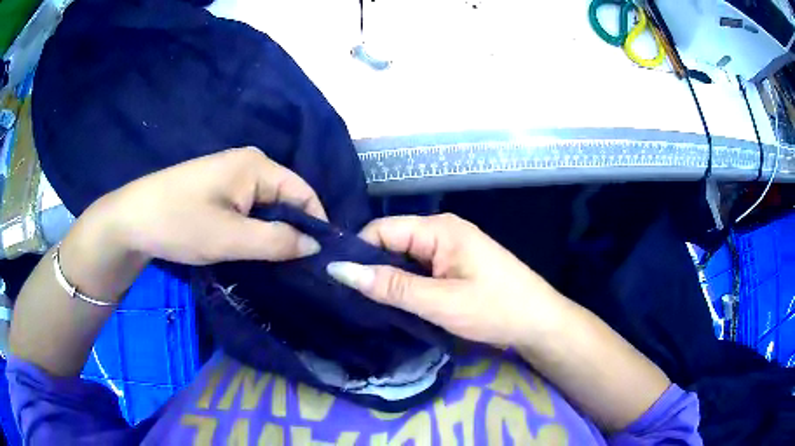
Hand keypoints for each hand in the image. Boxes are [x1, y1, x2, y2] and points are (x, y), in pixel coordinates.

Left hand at [88, 147, 327, 264]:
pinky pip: (249, 210)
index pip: (304, 193)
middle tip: (301, 270)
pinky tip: (254, 252)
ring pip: (267, 208)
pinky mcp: (218, 190)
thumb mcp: (230, 238)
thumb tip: (317, 246)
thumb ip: (277, 241)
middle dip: (294, 232)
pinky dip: (255, 231)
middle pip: (287, 199)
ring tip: (280, 266)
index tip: (322, 261)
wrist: (130, 220)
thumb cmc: (179, 223)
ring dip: (274, 235)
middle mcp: (249, 164)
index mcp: (257, 165)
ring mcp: (231, 176)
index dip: (317, 226)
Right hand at [326, 214, 567, 346]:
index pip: (382, 230)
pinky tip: (394, 303)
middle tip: (348, 299)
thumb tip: (340, 270)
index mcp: (439, 229)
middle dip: (371, 268)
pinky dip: (405, 284)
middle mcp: (441, 231)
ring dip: (387, 279)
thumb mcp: (440, 302)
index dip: (358, 253)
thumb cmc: (495, 309)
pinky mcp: (454, 265)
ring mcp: (449, 248)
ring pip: (403, 258)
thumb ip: (390, 286)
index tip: (337, 282)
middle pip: (391, 242)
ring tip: (366, 304)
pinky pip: (419, 269)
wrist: (539, 322)